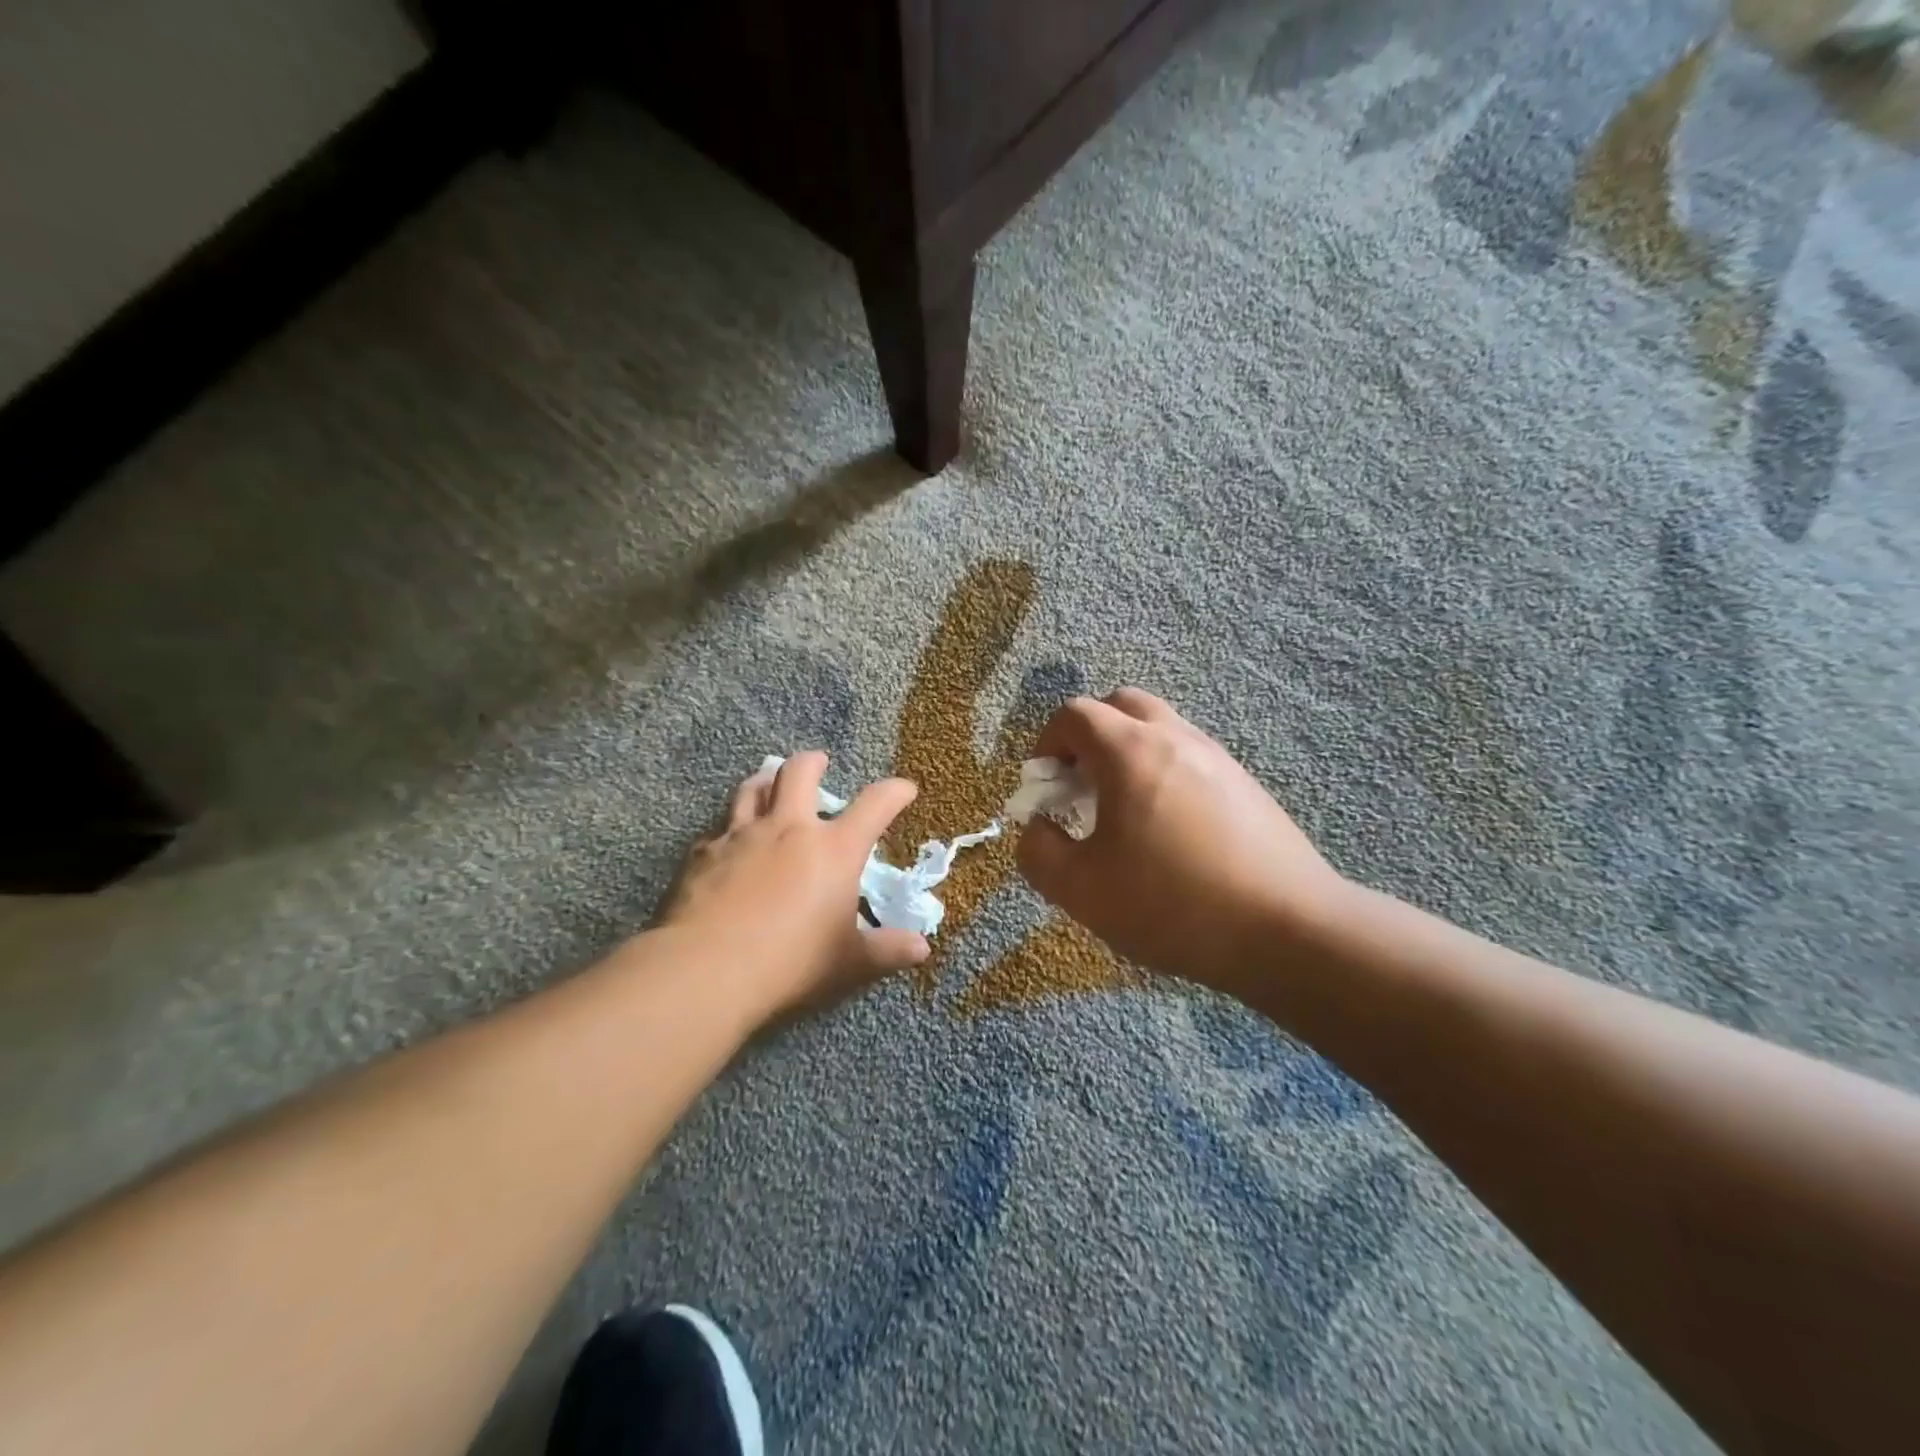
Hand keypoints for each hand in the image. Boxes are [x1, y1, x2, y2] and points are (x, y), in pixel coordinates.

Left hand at [653, 752, 929, 1024]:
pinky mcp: (703, 854)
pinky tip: (728, 846)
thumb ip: (886, 950)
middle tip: (819, 762)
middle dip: (812, 762)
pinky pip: (718, 830)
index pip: (875, 805)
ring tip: (770, 784)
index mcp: (834, 850)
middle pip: (799, 773)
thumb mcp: (848, 962)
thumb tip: (921, 948)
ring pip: (752, 789)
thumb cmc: (790, 963)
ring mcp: (741, 836)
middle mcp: (788, 829)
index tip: (904, 789)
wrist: (706, 970)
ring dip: (766, 782)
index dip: (894, 792)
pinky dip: (729, 831)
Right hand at [1015, 690, 1349, 991]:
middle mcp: (1175, 738)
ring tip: (1123, 814)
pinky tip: (1169, 831)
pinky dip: (1163, 773)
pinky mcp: (1246, 784)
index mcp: (1130, 751)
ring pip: (1159, 729)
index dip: (1046, 744)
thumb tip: (1037, 829)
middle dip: (1088, 737)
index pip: (1073, 714)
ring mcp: (1217, 757)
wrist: (1289, 930)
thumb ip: (1038, 853)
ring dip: (1127, 754)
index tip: (1044, 788)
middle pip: (1120, 705)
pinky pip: (1190, 757)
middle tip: (1081, 787)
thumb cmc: (1173, 904)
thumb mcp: (1082, 890)